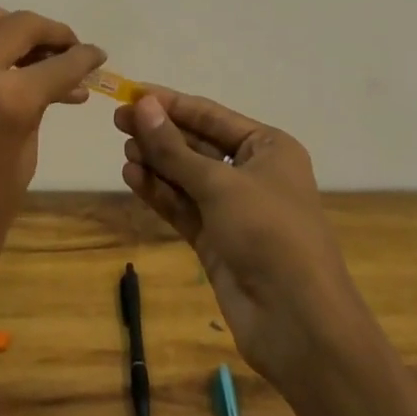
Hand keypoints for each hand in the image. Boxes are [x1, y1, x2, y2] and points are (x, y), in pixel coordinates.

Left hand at [0, 6, 104, 315]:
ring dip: (17, 31)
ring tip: (40, 59)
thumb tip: (53, 90)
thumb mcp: (20, 169)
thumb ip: (34, 117)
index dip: (84, 58)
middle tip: (72, 53)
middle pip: (18, 24)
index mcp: (3, 100)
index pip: (56, 64)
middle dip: (52, 33)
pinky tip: (9, 74)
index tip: (99, 57)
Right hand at [115, 90, 368, 385]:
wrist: (297, 323)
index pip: (211, 115)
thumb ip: (174, 148)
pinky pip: (183, 207)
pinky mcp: (217, 241)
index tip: (132, 92)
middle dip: (160, 133)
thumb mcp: (219, 184)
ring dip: (157, 162)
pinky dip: (159, 192)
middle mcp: (252, 173)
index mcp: (268, 147)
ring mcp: (234, 209)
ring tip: (124, 150)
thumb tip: (142, 105)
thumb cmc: (269, 233)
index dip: (170, 103)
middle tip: (119, 121)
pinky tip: (132, 176)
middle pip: (197, 144)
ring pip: (187, 176)